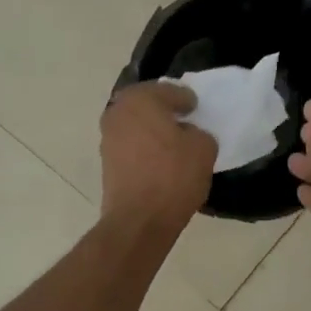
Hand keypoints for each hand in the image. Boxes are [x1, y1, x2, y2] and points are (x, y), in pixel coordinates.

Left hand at [100, 82, 215, 228]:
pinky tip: (160, 159)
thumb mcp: (203, 148)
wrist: (139, 219)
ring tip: (173, 141)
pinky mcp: (106, 162)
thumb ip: (198, 132)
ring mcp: (107, 138)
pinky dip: (144, 147)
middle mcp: (118, 112)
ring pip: (136, 125)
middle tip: (184, 120)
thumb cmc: (173, 175)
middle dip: (164, 110)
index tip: (196, 108)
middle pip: (146, 104)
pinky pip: (131, 145)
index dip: (186, 99)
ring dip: (152, 129)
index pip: (169, 91)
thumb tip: (187, 134)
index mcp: (140, 99)